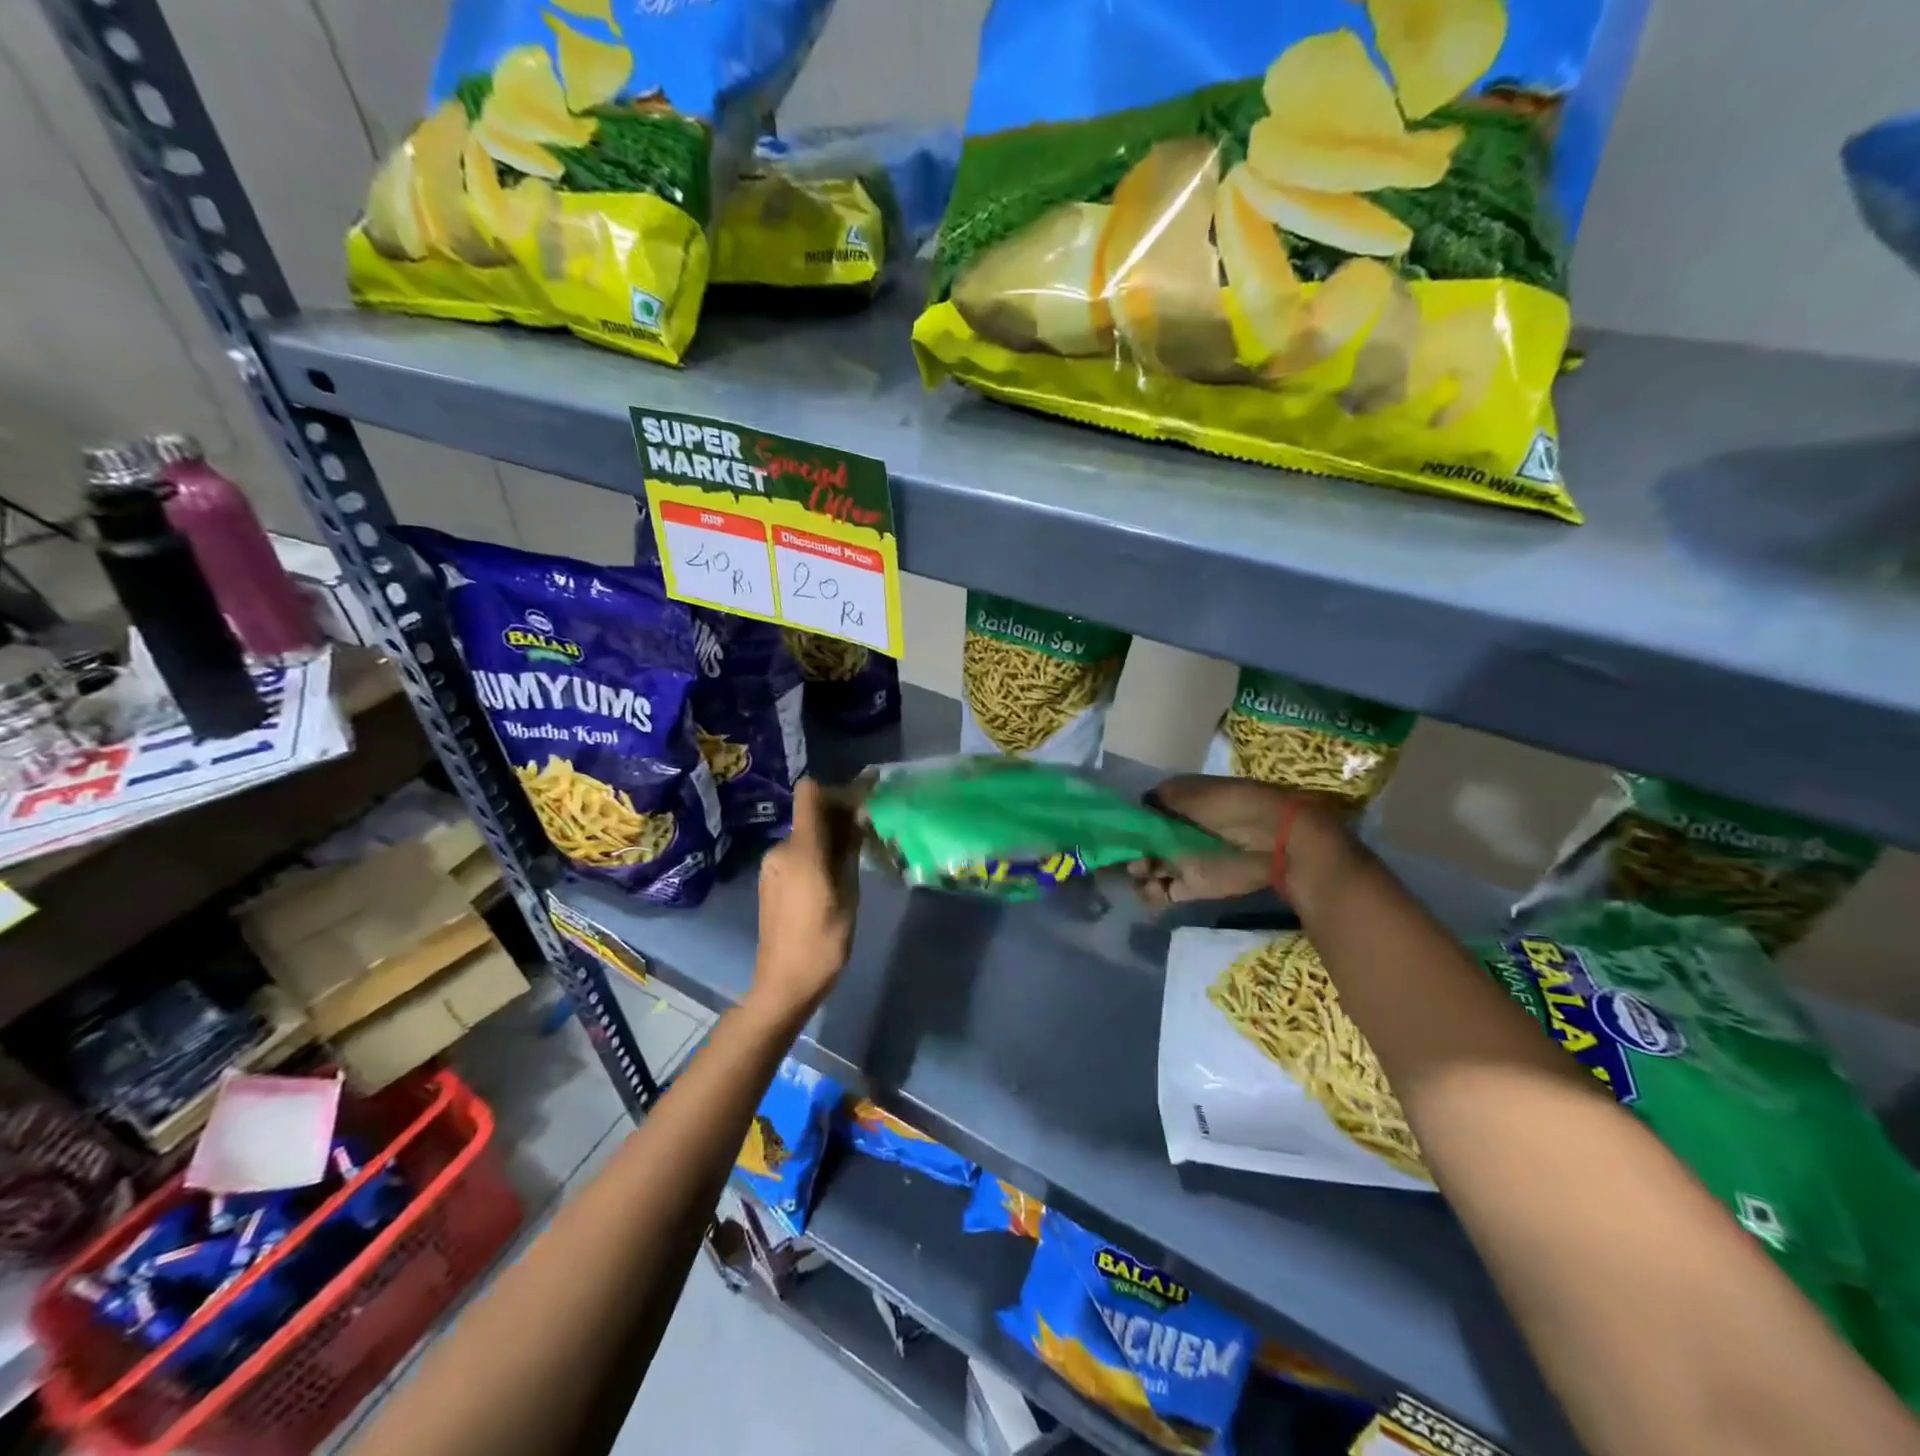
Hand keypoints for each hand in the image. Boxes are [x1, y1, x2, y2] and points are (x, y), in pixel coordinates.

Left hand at [750, 778, 859, 1022]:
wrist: (784, 983)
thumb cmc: (822, 942)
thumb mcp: (848, 895)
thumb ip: (849, 850)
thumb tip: (857, 817)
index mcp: (800, 850)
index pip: (809, 793)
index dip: (836, 790)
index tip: (862, 803)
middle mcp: (781, 850)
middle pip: (810, 814)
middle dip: (839, 816)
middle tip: (869, 833)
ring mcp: (772, 866)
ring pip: (805, 835)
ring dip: (829, 838)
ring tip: (856, 859)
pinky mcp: (770, 881)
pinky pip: (797, 854)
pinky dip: (816, 854)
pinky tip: (834, 877)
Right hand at [1129, 774, 1348, 906]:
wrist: (1276, 839)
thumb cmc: (1232, 807)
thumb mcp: (1193, 795)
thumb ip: (1160, 802)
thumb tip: (1137, 807)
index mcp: (1176, 804)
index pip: (1142, 814)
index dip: (1126, 823)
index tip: (1111, 831)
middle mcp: (1176, 831)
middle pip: (1142, 843)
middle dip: (1128, 851)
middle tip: (1123, 856)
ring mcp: (1184, 858)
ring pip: (1149, 867)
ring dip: (1138, 872)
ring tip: (1139, 873)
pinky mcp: (1195, 883)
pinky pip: (1165, 891)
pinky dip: (1152, 894)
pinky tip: (1147, 890)